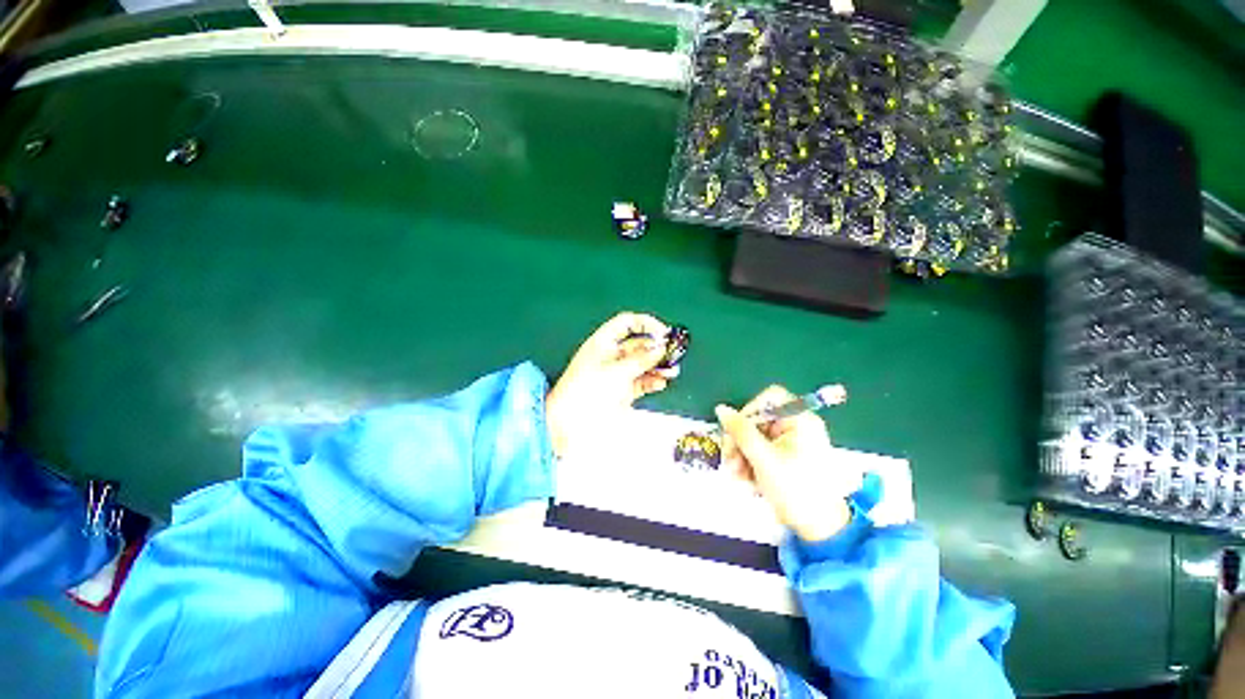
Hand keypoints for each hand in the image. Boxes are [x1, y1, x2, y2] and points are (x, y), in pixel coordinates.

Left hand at [546, 312, 676, 458]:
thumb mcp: (616, 371)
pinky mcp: (623, 390)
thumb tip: (661, 348)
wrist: (570, 423)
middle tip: (673, 354)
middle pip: (639, 344)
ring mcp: (618, 373)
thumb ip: (641, 359)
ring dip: (658, 366)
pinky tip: (661, 383)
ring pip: (643, 364)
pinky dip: (653, 381)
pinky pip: (642, 381)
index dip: (646, 324)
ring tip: (671, 371)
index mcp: (604, 342)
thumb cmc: (585, 391)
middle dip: (656, 348)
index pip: (627, 323)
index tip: (663, 333)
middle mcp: (612, 355)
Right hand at [716, 386, 857, 542]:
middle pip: (757, 420)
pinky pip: (758, 451)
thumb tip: (721, 409)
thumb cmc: (795, 489)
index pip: (770, 399)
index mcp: (800, 421)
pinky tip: (745, 480)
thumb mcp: (763, 458)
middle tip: (729, 460)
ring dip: (740, 455)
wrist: (818, 529)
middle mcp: (796, 428)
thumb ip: (740, 431)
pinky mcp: (783, 458)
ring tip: (736, 476)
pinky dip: (748, 463)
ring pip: (754, 437)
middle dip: (739, 440)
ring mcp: (790, 443)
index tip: (735, 429)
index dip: (750, 410)